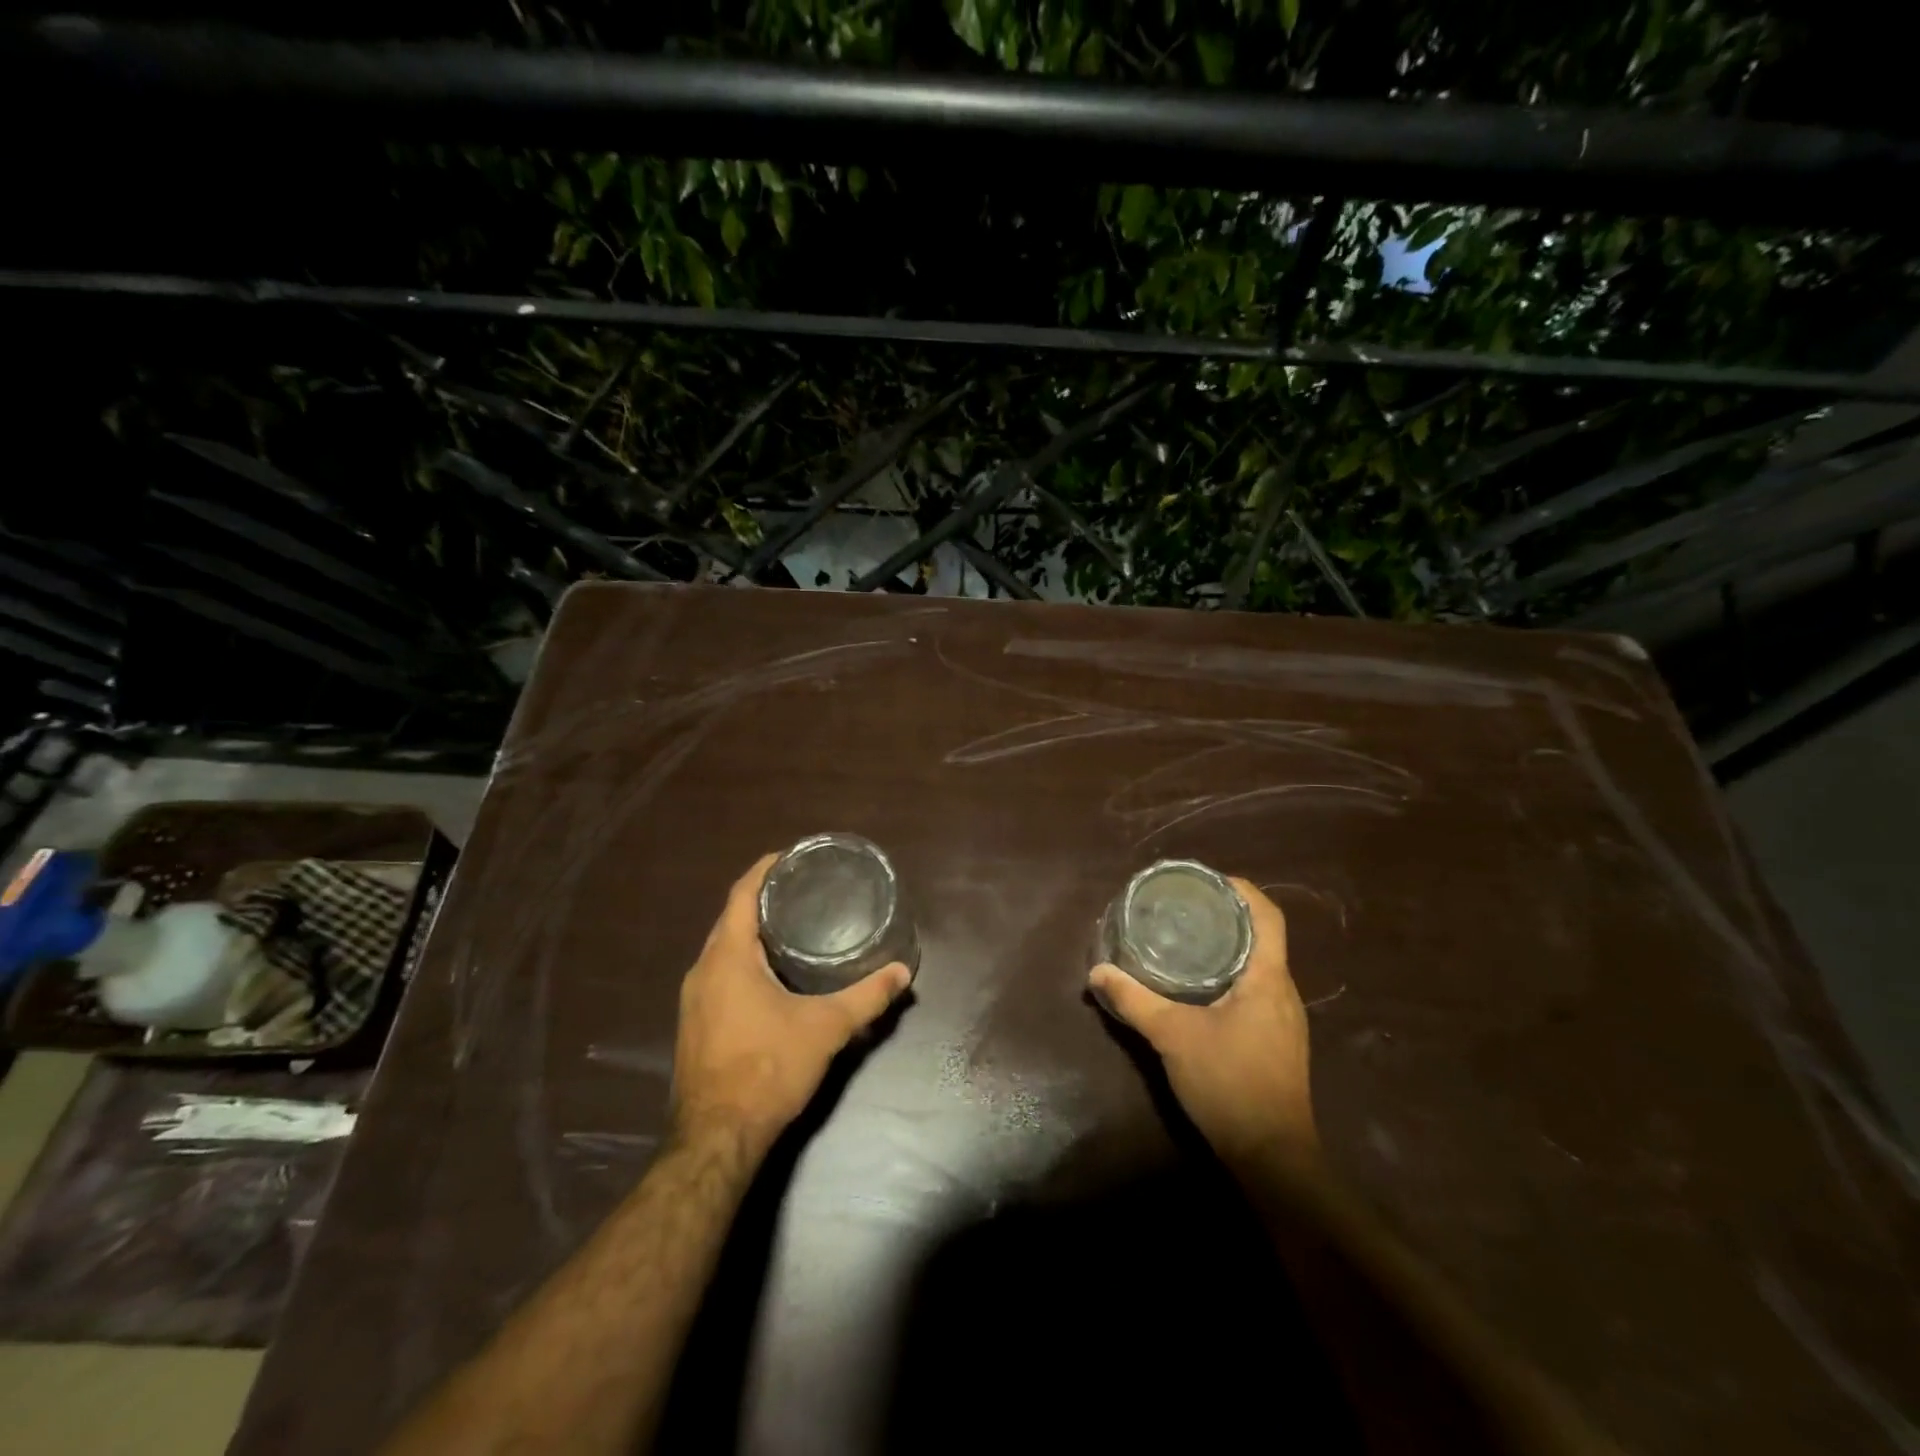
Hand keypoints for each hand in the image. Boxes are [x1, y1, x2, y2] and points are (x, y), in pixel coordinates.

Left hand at [671, 853, 911, 1156]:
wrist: (715, 1139)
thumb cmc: (767, 1069)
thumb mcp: (826, 1028)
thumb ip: (866, 997)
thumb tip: (902, 972)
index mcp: (727, 957)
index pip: (742, 893)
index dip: (766, 868)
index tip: (794, 855)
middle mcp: (703, 970)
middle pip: (732, 918)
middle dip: (765, 899)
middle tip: (806, 890)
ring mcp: (694, 999)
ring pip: (724, 948)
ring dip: (754, 932)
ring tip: (796, 925)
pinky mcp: (696, 1023)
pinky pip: (720, 973)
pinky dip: (745, 960)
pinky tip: (775, 974)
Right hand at [1089, 878, 1319, 1176]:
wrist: (1273, 1158)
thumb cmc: (1229, 1084)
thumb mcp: (1173, 1037)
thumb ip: (1134, 1001)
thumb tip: (1097, 972)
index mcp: (1268, 979)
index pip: (1268, 916)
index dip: (1241, 889)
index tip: (1206, 880)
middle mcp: (1283, 992)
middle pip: (1261, 937)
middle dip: (1226, 916)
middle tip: (1183, 907)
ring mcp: (1284, 1019)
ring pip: (1258, 965)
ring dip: (1227, 947)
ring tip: (1186, 938)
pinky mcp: (1277, 1041)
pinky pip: (1255, 990)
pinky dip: (1229, 975)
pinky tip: (1198, 987)